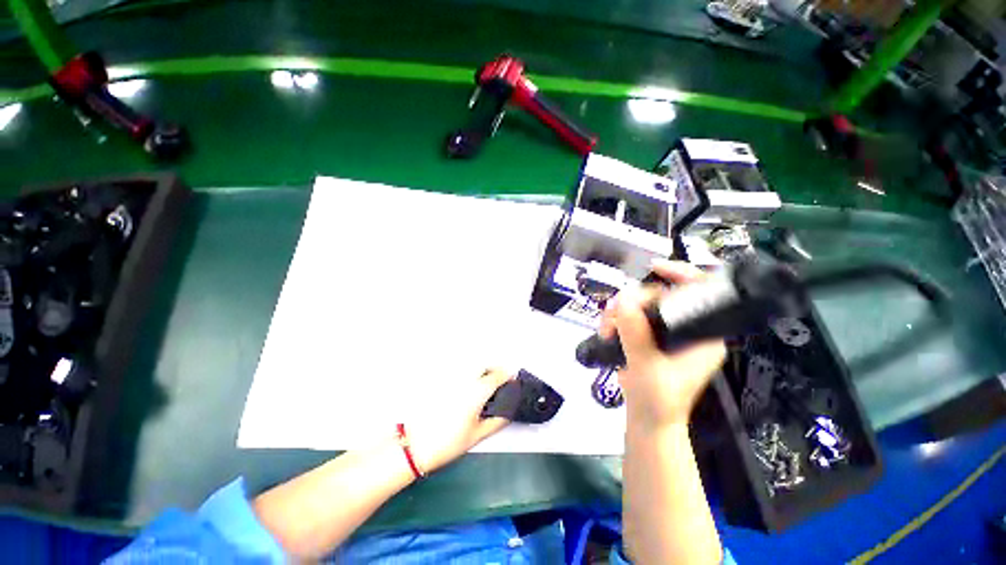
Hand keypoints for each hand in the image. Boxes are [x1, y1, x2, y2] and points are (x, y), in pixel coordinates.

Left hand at [406, 369, 512, 473]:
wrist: (415, 445)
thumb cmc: (448, 442)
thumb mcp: (477, 435)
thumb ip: (497, 422)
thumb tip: (508, 413)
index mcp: (477, 390)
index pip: (498, 375)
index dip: (508, 376)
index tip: (513, 380)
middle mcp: (466, 379)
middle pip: (485, 365)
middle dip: (495, 369)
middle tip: (499, 381)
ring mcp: (452, 379)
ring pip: (472, 366)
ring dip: (482, 370)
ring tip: (485, 384)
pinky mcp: (441, 383)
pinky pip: (460, 372)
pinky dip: (468, 375)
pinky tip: (466, 388)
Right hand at [601, 260, 725, 429]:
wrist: (646, 419)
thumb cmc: (658, 401)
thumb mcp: (647, 367)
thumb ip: (636, 335)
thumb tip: (622, 302)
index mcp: (702, 335)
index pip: (700, 294)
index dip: (681, 274)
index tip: (654, 268)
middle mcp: (686, 328)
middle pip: (661, 296)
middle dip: (634, 300)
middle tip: (613, 314)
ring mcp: (665, 332)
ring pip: (641, 304)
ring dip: (619, 311)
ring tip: (606, 328)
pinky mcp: (648, 336)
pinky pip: (631, 315)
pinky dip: (616, 318)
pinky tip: (607, 330)